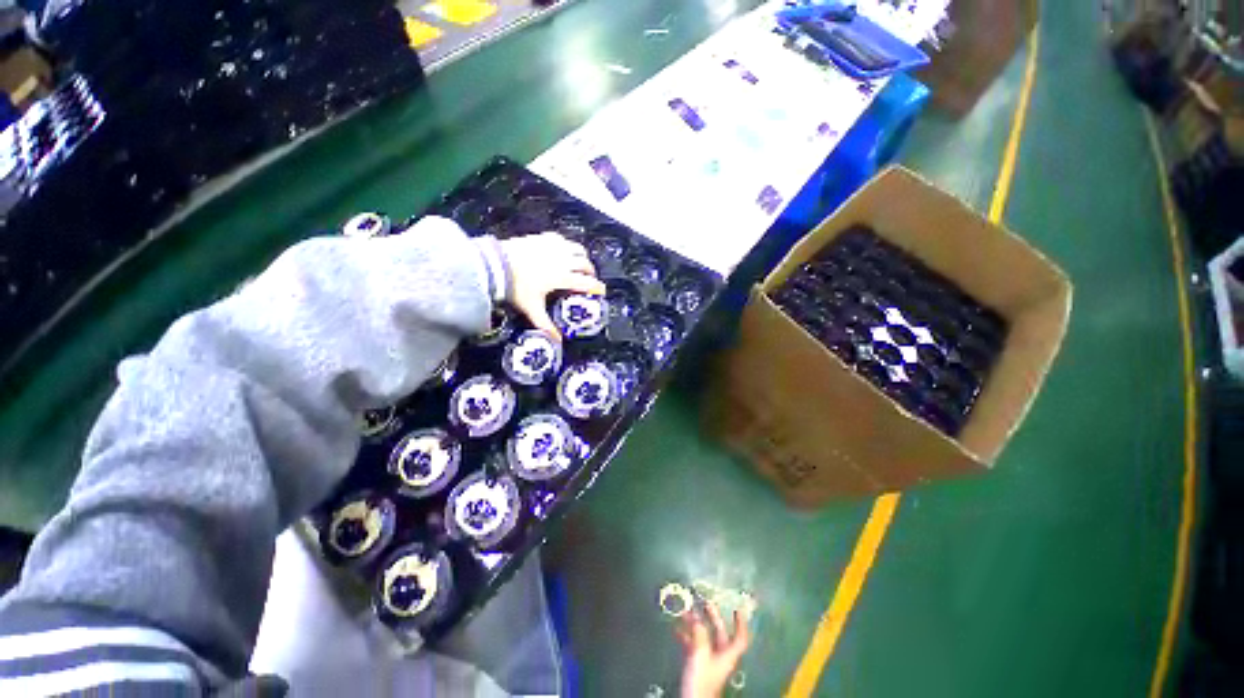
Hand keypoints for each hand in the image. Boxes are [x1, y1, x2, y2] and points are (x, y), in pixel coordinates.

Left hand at [499, 232, 605, 337]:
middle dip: (590, 271)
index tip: (602, 291)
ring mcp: (553, 247)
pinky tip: (561, 250)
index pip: (587, 283)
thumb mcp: (532, 308)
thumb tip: (557, 340)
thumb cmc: (515, 287)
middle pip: (585, 264)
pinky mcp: (543, 238)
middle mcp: (562, 260)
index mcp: (562, 277)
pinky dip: (566, 245)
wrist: (495, 265)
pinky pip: (562, 239)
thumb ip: (546, 324)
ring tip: (579, 263)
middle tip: (589, 278)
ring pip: (577, 248)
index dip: (597, 287)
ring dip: (582, 256)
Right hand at [677, 603, 751, 697]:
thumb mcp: (701, 653)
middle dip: (714, 618)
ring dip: (696, 624)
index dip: (740, 624)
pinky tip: (677, 629)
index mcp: (727, 654)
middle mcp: (720, 656)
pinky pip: (694, 645)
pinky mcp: (697, 665)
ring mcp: (708, 660)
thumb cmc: (701, 679)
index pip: (739, 638)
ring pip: (705, 637)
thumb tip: (696, 616)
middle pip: (721, 634)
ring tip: (686, 612)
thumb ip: (700, 634)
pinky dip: (687, 636)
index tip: (737, 609)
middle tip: (707, 603)